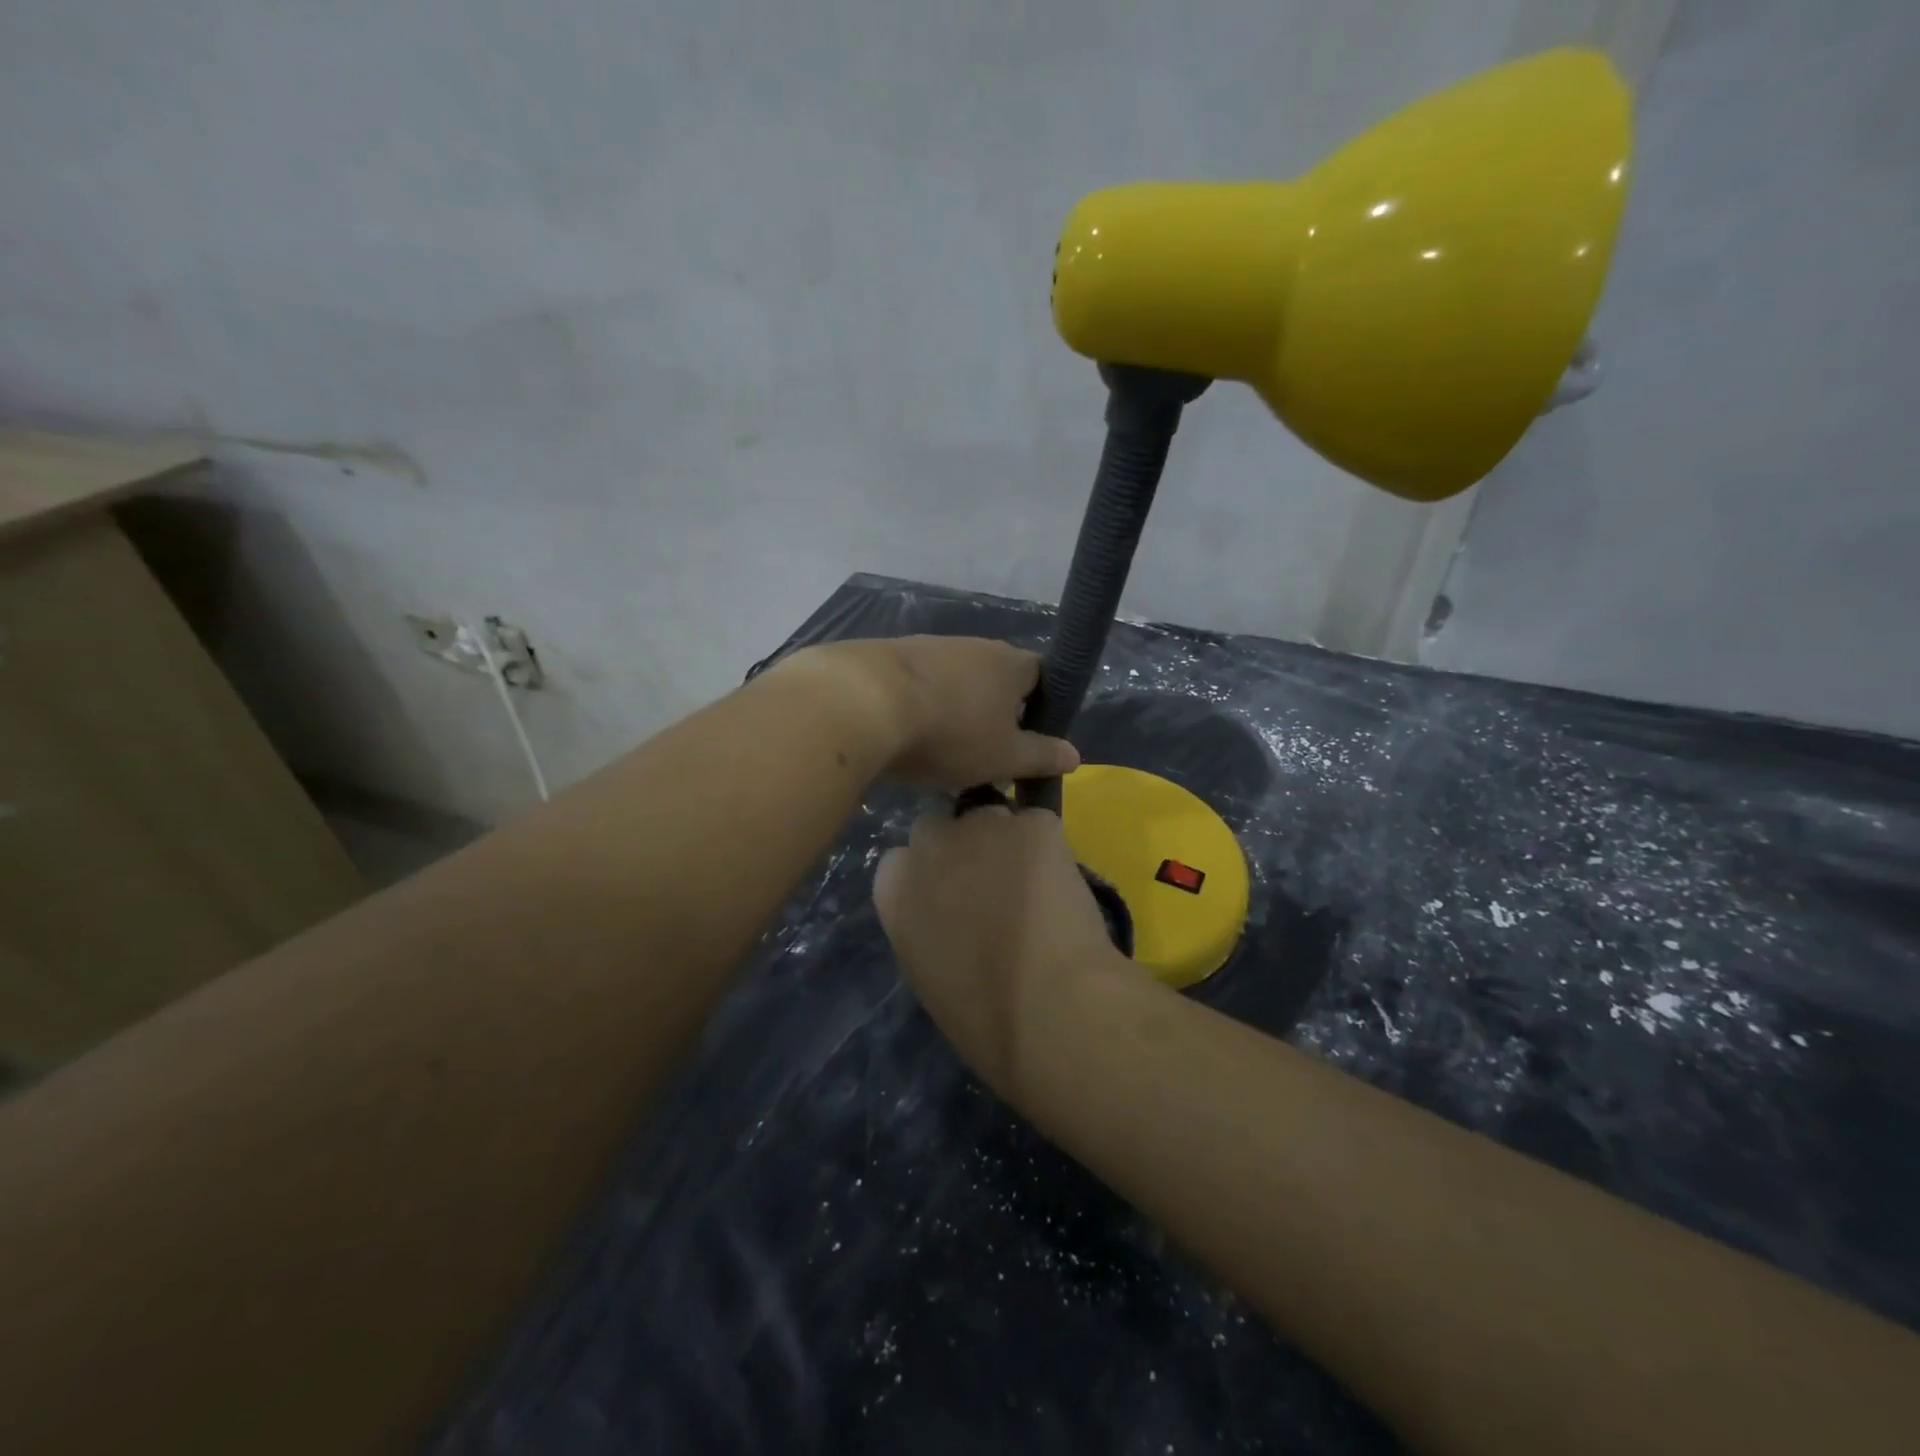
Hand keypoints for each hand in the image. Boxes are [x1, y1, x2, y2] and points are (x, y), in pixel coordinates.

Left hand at [787, 637, 1078, 789]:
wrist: (862, 702)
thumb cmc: (949, 732)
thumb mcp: (1003, 756)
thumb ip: (1041, 756)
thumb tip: (1075, 756)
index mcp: (1009, 663)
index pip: (1041, 676)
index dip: (1041, 707)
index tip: (1028, 741)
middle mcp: (973, 645)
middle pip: (995, 679)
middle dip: (993, 714)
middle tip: (984, 754)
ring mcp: (928, 647)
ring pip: (954, 683)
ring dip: (954, 711)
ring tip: (941, 752)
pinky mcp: (887, 656)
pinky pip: (917, 686)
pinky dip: (918, 708)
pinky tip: (904, 736)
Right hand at [873, 805, 1129, 1096]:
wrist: (1049, 1008)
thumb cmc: (983, 1017)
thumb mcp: (927, 971)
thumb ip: (926, 925)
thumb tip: (950, 913)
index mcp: (893, 888)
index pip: (902, 858)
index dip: (930, 875)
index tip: (951, 899)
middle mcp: (930, 844)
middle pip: (940, 827)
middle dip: (961, 847)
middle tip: (991, 884)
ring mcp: (983, 825)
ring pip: (994, 819)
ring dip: (1007, 844)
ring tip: (1035, 886)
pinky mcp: (1034, 823)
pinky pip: (1039, 825)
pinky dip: (1050, 849)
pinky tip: (1063, 886)